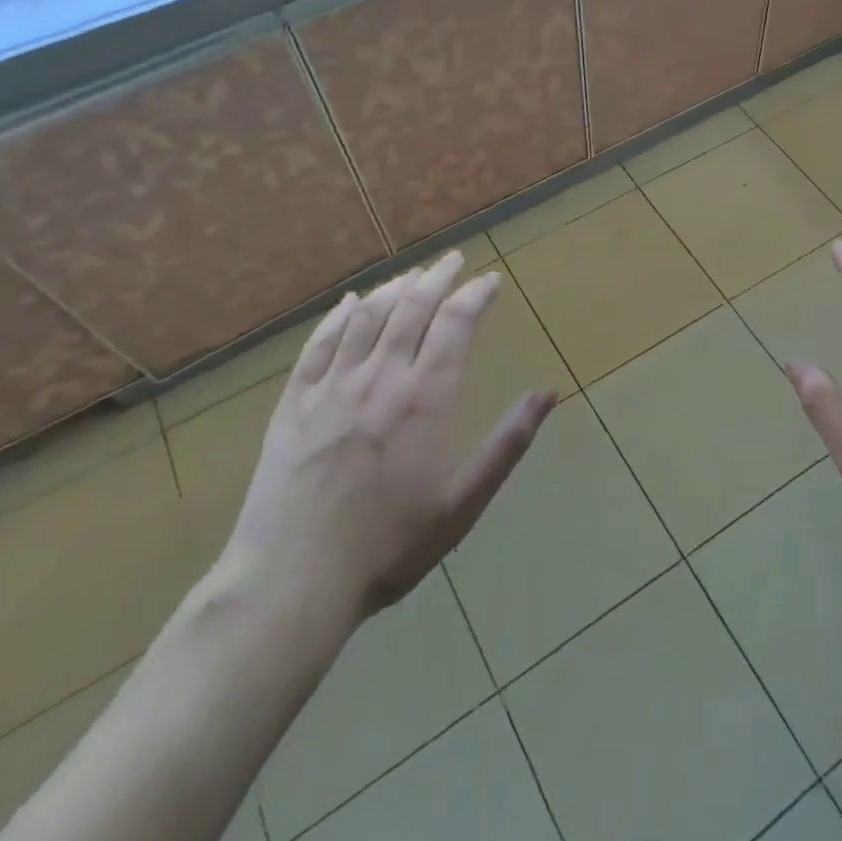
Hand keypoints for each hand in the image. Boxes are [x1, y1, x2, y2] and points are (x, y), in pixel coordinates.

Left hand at [225, 250, 555, 624]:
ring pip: (366, 319)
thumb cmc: (389, 547)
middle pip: (411, 309)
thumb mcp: (462, 503)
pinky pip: (317, 346)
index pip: (455, 325)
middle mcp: (380, 378)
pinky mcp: (293, 404)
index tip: (491, 280)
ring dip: (393, 289)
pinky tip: (348, 304)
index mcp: (425, 399)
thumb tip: (548, 394)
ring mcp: (331, 388)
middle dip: (437, 278)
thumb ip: (507, 444)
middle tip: (453, 259)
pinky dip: (337, 318)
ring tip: (411, 275)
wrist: (293, 582)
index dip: (476, 295)